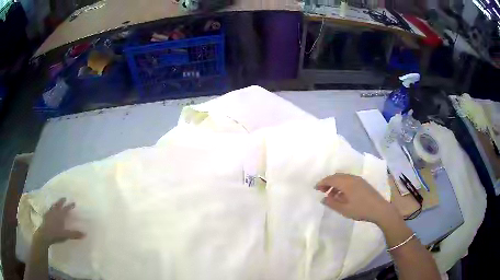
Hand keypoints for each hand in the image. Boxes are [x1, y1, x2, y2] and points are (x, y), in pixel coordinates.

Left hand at [34, 198, 84, 246]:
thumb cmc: (56, 234)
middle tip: (64, 198)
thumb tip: (85, 234)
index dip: (70, 206)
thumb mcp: (66, 235)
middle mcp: (55, 211)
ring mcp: (49, 213)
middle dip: (62, 201)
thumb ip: (75, 234)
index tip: (74, 203)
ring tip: (57, 202)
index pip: (66, 208)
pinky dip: (51, 208)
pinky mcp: (46, 215)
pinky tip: (51, 210)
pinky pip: (49, 209)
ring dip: (56, 203)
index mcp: (60, 215)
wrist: (45, 234)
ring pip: (53, 206)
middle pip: (59, 204)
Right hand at [316, 173, 396, 224]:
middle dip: (328, 182)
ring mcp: (358, 180)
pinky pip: (349, 180)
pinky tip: (342, 195)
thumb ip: (332, 203)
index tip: (315, 188)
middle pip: (337, 176)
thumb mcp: (344, 209)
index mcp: (346, 183)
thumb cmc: (360, 210)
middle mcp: (352, 178)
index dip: (322, 182)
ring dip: (335, 184)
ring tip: (331, 195)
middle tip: (322, 191)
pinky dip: (342, 185)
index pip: (331, 179)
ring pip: (343, 177)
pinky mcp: (363, 183)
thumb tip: (323, 198)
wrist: (379, 209)